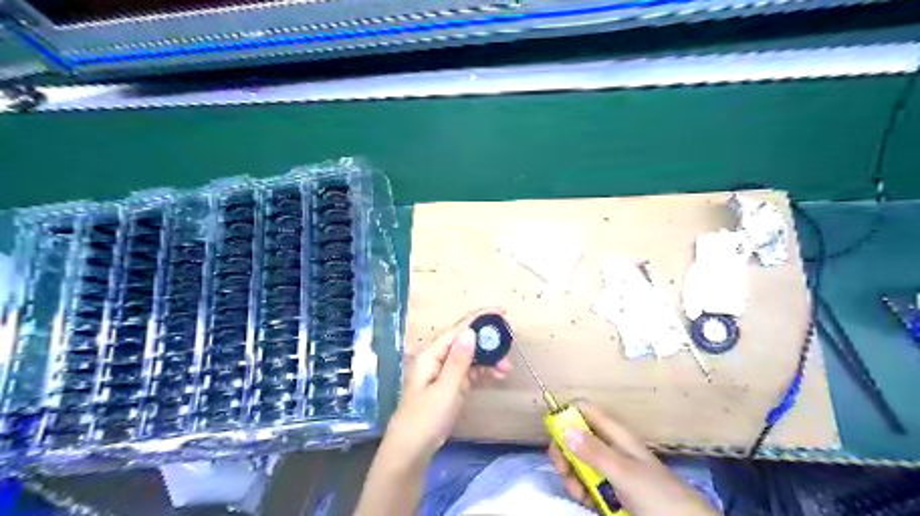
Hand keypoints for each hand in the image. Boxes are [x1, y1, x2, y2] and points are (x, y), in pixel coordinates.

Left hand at [380, 307, 509, 467]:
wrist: (411, 450)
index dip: (480, 318)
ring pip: (470, 357)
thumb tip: (470, 332)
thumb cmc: (426, 418)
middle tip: (511, 339)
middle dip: (488, 340)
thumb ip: (459, 360)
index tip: (502, 311)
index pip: (459, 329)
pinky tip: (497, 375)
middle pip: (466, 341)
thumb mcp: (446, 389)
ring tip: (507, 367)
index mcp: (432, 354)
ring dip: (489, 359)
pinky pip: (469, 371)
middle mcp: (437, 359)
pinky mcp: (449, 386)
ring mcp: (443, 372)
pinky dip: (483, 371)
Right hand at [544, 403, 717, 515]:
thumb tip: (564, 428)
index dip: (568, 414)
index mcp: (616, 435)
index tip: (553, 429)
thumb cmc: (657, 494)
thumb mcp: (624, 472)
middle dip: (565, 450)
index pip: (586, 412)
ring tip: (577, 491)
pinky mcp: (610, 492)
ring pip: (578, 463)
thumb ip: (594, 451)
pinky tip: (583, 500)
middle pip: (577, 438)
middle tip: (562, 467)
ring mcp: (610, 471)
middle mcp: (610, 449)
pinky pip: (586, 484)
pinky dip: (580, 490)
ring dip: (571, 474)